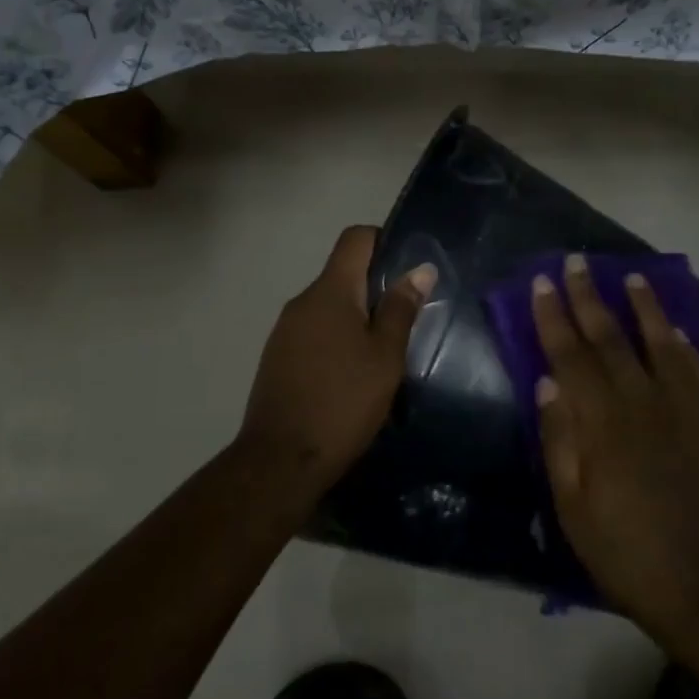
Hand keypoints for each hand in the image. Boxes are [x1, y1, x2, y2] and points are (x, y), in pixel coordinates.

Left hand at [238, 225, 435, 495]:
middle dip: (376, 287)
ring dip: (357, 316)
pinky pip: (314, 331)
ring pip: (329, 306)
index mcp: (330, 292)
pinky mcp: (278, 356)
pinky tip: (353, 372)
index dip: (384, 240)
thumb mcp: (385, 357)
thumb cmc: (343, 402)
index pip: (355, 239)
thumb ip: (402, 309)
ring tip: (384, 350)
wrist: (281, 459)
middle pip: (342, 273)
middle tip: (408, 317)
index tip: (409, 267)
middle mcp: (302, 301)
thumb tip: (420, 269)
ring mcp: (285, 330)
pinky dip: (337, 338)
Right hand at [532, 254, 698, 634]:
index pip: (571, 356)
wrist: (696, 583)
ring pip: (659, 344)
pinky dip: (685, 345)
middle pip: (611, 339)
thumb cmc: (618, 549)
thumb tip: (546, 383)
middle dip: (590, 298)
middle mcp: (642, 405)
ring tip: (632, 276)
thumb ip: (559, 439)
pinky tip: (676, 329)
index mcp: (602, 424)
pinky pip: (696, 372)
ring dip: (643, 308)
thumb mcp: (570, 503)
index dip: (554, 318)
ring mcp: (680, 412)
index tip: (543, 283)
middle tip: (577, 262)